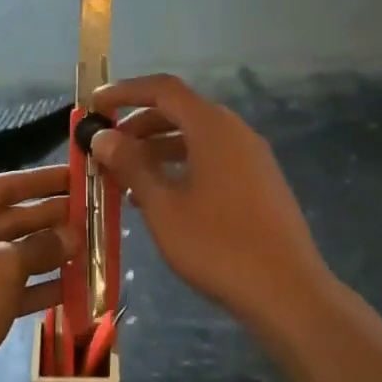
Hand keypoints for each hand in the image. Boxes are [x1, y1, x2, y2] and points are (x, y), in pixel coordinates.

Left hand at [0, 165, 74, 381]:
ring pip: (11, 254)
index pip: (2, 186)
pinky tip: (72, 287)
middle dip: (51, 219)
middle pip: (9, 219)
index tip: (77, 176)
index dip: (43, 181)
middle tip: (93, 215)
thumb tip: (72, 235)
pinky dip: (36, 286)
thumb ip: (40, 246)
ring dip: (49, 253)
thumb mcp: (2, 268)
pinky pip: (7, 286)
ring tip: (90, 249)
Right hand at [90, 75, 329, 324]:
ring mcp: (252, 158)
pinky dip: (181, 167)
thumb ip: (132, 165)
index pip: (164, 89)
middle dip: (139, 125)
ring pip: (196, 139)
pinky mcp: (260, 183)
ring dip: (158, 150)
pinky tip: (161, 199)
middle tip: (105, 148)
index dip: (126, 92)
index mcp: (212, 127)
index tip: (95, 106)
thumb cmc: (217, 245)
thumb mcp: (163, 206)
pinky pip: (213, 160)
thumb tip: (103, 136)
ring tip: (124, 178)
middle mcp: (235, 132)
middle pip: (181, 112)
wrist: (287, 291)